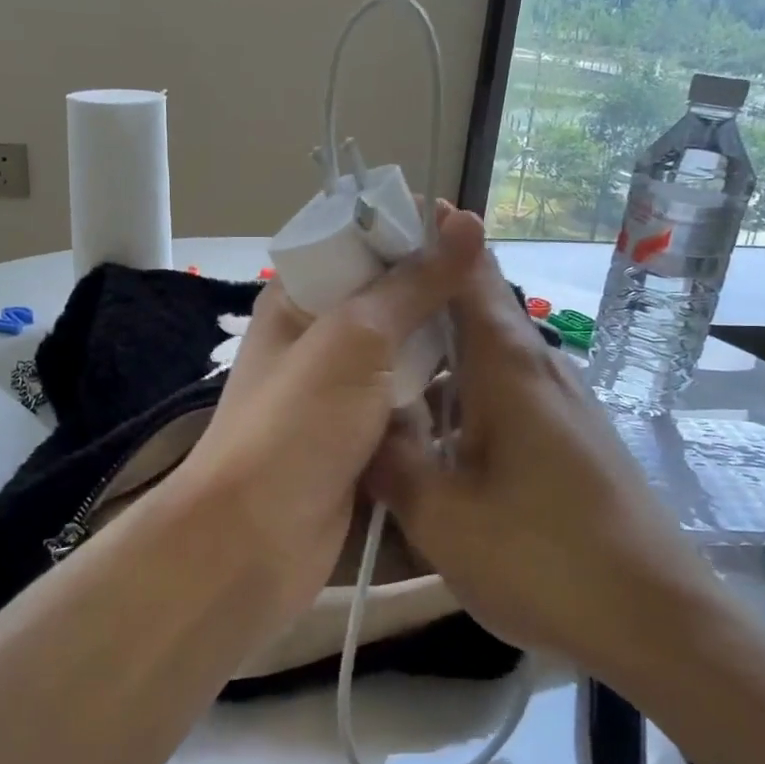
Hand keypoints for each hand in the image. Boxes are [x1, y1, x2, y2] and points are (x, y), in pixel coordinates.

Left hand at [174, 208, 484, 624]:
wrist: (254, 542)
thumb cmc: (297, 425)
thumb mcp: (354, 340)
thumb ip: (411, 285)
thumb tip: (464, 221)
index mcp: (299, 304)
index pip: (357, 249)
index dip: (409, 236)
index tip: (472, 235)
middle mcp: (318, 345)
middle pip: (387, 308)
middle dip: (438, 301)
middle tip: (503, 294)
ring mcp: (339, 400)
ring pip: (404, 363)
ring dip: (446, 357)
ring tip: (510, 342)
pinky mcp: (361, 447)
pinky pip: (408, 414)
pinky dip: (440, 406)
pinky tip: (491, 398)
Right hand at [366, 247, 723, 672]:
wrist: (659, 623)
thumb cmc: (545, 559)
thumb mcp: (442, 516)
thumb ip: (393, 460)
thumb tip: (363, 422)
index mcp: (507, 367)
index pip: (471, 272)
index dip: (436, 236)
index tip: (388, 218)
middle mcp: (538, 369)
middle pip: (473, 310)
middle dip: (417, 300)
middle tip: (356, 306)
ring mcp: (559, 404)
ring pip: (484, 358)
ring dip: (437, 356)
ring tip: (379, 371)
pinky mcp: (569, 438)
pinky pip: (502, 395)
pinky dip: (461, 396)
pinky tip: (432, 435)